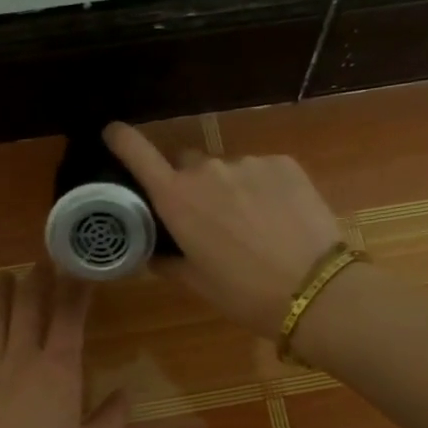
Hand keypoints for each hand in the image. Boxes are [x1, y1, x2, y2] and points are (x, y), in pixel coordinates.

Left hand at [0, 264, 128, 427]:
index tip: (80, 267)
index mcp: (59, 371)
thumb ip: (111, 418)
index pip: (70, 318)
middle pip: (28, 311)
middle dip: (36, 282)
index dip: (76, 289)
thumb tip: (125, 393)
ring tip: (1, 277)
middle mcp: (23, 362)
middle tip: (40, 260)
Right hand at [104, 121, 343, 336]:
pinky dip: (263, 188)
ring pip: (228, 171)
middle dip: (191, 186)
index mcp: (177, 200)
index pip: (138, 154)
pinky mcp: (284, 163)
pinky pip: (261, 171)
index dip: (121, 139)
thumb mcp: (197, 283)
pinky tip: (279, 218)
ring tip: (254, 226)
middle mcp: (207, 171)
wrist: (315, 289)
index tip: (113, 133)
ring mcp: (248, 163)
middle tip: (210, 221)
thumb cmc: (245, 294)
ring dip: (231, 190)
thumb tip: (155, 253)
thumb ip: (169, 261)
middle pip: (187, 166)